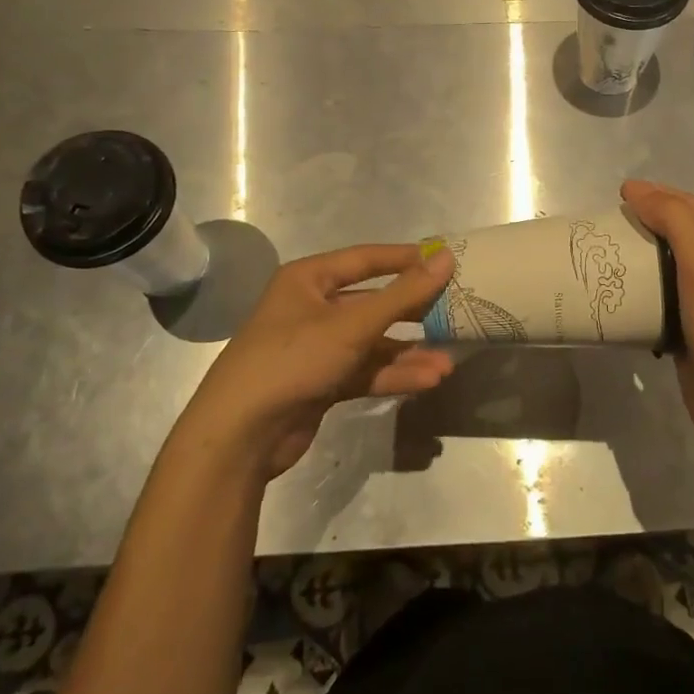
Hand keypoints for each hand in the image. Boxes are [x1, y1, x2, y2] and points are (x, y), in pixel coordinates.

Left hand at [175, 244, 456, 481]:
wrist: (239, 435)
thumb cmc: (293, 359)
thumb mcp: (352, 324)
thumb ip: (403, 293)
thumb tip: (447, 258)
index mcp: (309, 279)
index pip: (366, 259)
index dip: (406, 259)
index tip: (447, 260)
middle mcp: (313, 308)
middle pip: (374, 302)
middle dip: (413, 312)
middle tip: (454, 312)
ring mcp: (317, 348)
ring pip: (373, 342)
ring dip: (408, 352)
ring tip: (447, 362)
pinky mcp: (322, 382)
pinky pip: (366, 370)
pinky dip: (394, 375)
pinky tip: (427, 381)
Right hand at [621, 180, 693, 454]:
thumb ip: (675, 220)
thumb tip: (638, 191)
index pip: (692, 207)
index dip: (659, 193)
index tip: (620, 193)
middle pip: (681, 233)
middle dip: (648, 220)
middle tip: (609, 222)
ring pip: (669, 268)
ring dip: (641, 256)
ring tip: (607, 255)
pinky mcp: (689, 333)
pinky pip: (661, 302)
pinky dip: (641, 292)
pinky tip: (619, 297)